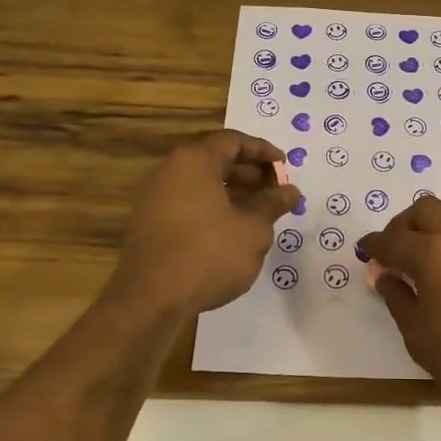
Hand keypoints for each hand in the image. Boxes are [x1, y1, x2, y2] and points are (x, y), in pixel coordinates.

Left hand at [108, 130, 301, 316]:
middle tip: (275, 189)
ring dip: (232, 191)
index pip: (233, 140)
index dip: (262, 151)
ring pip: (201, 183)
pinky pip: (188, 202)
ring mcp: (155, 197)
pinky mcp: (150, 222)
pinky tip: (232, 230)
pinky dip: (213, 206)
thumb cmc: (209, 254)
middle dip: (249, 172)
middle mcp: (170, 170)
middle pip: (215, 159)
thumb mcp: (253, 229)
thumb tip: (290, 190)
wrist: (150, 300)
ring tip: (260, 211)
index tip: (283, 166)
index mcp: (195, 161)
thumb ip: (272, 204)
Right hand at [359, 197, 440, 418]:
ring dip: (433, 233)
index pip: (393, 239)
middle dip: (403, 225)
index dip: (375, 244)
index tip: (365, 251)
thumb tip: (385, 276)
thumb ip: (397, 298)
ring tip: (426, 266)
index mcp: (432, 253)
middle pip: (425, 210)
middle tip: (395, 252)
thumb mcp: (419, 336)